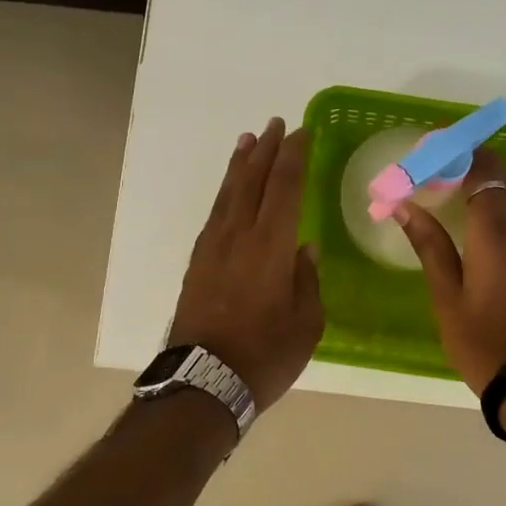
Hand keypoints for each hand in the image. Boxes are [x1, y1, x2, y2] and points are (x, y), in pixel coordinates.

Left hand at [169, 118, 323, 410]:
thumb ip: (307, 280)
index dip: (294, 157)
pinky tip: (230, 191)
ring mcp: (214, 247)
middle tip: (276, 124)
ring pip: (229, 194)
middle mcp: (239, 236)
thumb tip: (305, 250)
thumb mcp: (306, 323)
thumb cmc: (265, 355)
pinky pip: (215, 214)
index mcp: (271, 246)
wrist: (203, 382)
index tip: (302, 133)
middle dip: (266, 150)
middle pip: (253, 181)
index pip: (285, 187)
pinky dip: (225, 193)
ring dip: (240, 165)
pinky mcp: (198, 263)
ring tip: (248, 141)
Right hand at [393, 147, 505, 394]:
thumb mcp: (446, 295)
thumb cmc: (484, 341)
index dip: (458, 151)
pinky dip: (490, 213)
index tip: (428, 148)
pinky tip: (465, 230)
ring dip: (476, 190)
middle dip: (463, 167)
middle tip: (426, 174)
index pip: (483, 168)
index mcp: (497, 231)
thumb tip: (404, 206)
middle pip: (498, 178)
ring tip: (438, 199)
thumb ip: (428, 245)